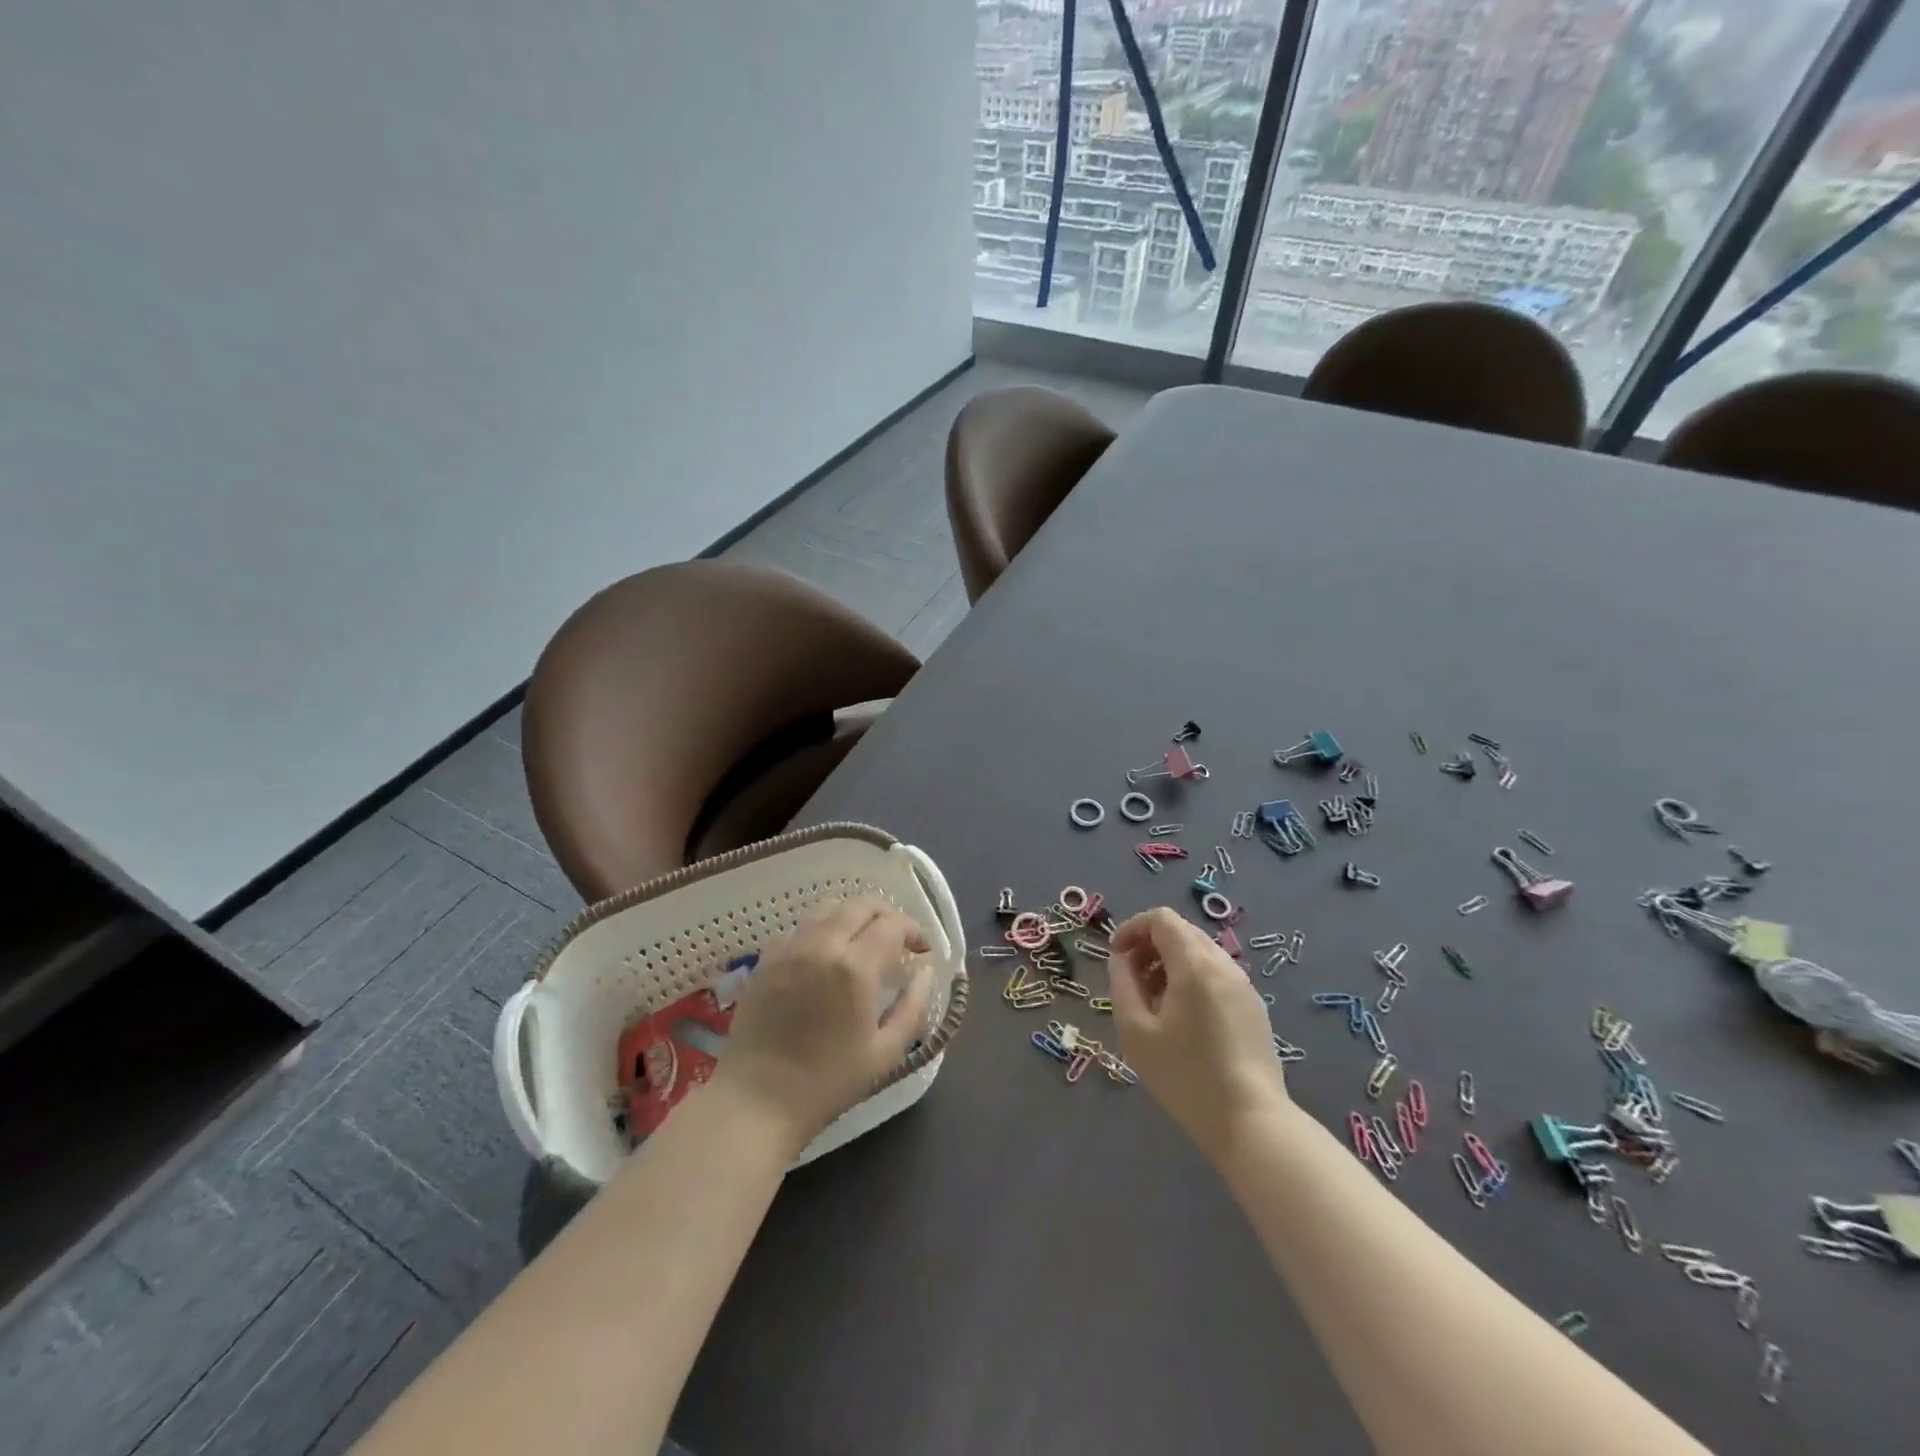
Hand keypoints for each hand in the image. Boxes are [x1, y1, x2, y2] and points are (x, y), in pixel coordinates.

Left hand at [714, 898, 933, 1154]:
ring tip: (862, 941)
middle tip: (898, 940)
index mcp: (855, 967)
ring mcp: (789, 948)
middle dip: (886, 915)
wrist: (757, 1101)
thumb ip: (913, 1006)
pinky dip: (819, 930)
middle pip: (860, 905)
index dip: (914, 930)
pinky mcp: (766, 960)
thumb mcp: (886, 1053)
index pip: (893, 924)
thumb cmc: (828, 1082)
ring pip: (827, 908)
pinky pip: (798, 928)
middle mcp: (822, 945)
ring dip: (852, 916)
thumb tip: (925, 972)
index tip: (922, 951)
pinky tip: (824, 957)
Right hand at [1109, 907, 1287, 1160]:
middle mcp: (1223, 965)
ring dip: (1171, 962)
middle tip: (1130, 978)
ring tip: (1153, 1000)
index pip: (1162, 919)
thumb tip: (1121, 959)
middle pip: (1182, 931)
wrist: (1251, 1122)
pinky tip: (1182, 1017)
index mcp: (1194, 965)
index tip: (1115, 955)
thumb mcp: (1137, 1032)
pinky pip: (1217, 974)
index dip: (1132, 928)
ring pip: (1200, 952)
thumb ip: (1123, 985)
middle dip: (1150, 945)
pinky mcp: (1254, 1007)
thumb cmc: (1185, 1077)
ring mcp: (1244, 985)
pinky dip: (1192, 978)